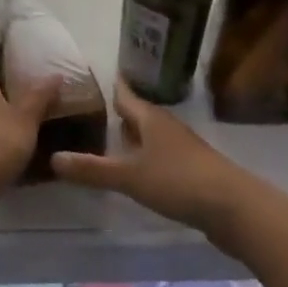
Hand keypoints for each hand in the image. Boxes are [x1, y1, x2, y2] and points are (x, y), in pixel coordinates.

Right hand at [52, 83, 249, 235]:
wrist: (235, 208)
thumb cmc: (179, 182)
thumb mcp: (130, 177)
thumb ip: (92, 169)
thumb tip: (52, 158)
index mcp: (150, 118)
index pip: (124, 94)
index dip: (107, 86)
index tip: (86, 78)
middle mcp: (165, 126)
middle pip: (137, 114)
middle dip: (115, 114)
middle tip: (86, 114)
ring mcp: (181, 148)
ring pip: (149, 136)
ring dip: (130, 138)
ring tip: (105, 142)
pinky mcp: (191, 170)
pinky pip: (159, 156)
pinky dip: (143, 158)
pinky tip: (133, 171)